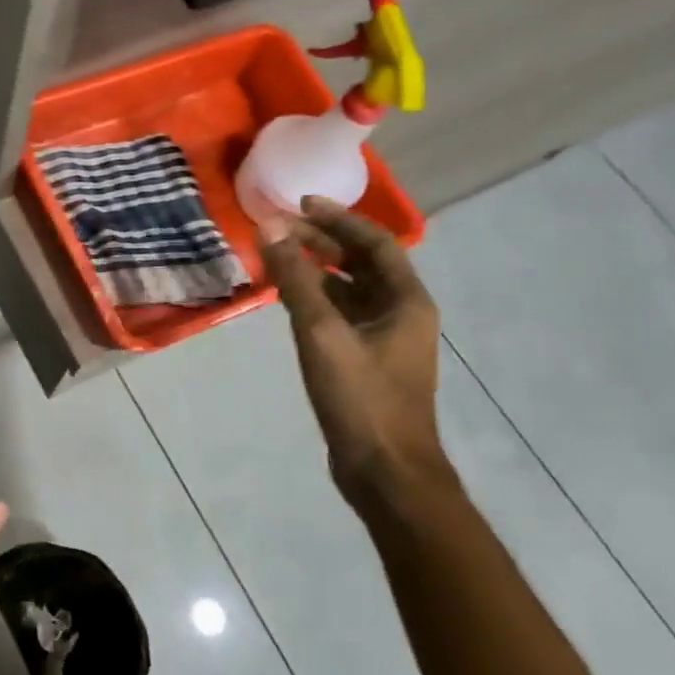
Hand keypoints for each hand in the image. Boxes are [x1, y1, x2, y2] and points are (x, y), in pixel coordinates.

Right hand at [259, 198, 450, 511]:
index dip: (338, 219)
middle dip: (322, 241)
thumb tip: (269, 227)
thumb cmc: (361, 398)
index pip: (374, 242)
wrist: (386, 471)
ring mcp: (384, 338)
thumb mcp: (322, 333)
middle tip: (280, 227)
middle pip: (362, 263)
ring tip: (278, 255)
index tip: (300, 204)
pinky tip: (287, 298)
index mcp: (406, 300)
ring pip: (350, 289)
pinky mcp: (366, 360)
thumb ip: (295, 279)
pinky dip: (315, 298)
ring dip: (317, 269)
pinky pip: (341, 314)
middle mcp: (401, 312)